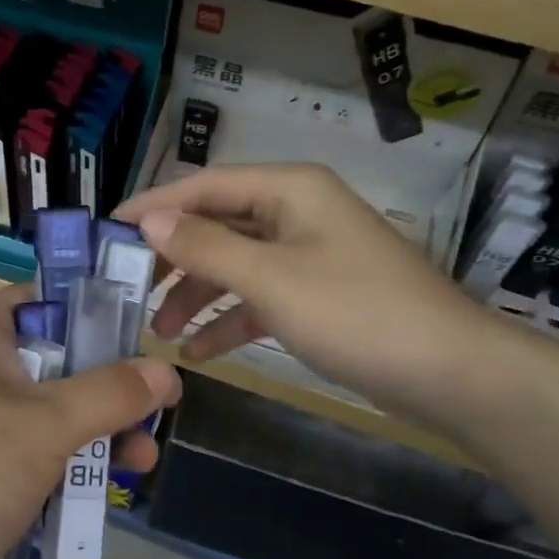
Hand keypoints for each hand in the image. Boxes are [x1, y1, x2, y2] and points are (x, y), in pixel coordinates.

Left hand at [0, 285, 179, 558]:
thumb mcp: (46, 423)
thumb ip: (110, 394)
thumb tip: (166, 370)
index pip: (45, 297)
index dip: (95, 308)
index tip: (143, 333)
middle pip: (61, 362)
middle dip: (111, 390)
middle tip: (157, 415)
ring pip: (54, 417)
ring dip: (99, 437)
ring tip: (141, 466)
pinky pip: (38, 461)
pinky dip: (69, 472)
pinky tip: (102, 497)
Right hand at [115, 164, 496, 426]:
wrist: (451, 372)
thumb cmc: (356, 313)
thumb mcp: (271, 279)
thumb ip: (205, 247)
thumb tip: (148, 219)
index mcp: (288, 189)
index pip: (204, 186)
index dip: (153, 206)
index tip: (107, 231)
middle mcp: (296, 212)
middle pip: (217, 226)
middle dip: (174, 260)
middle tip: (129, 291)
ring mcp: (308, 254)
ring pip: (235, 265)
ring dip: (197, 296)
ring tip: (160, 333)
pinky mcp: (318, 294)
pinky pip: (259, 297)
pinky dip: (230, 320)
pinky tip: (199, 352)